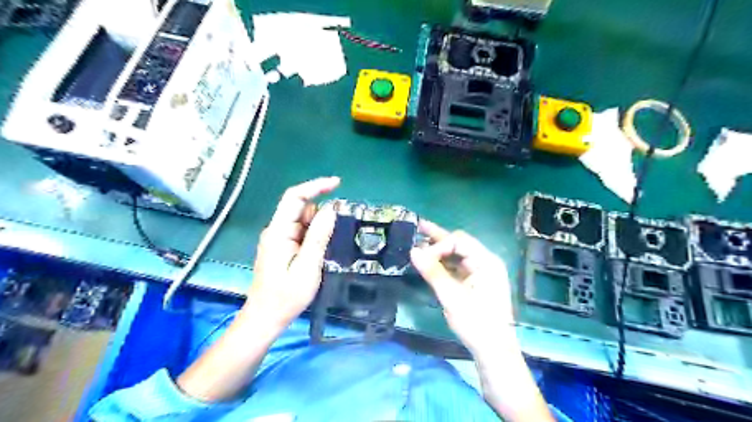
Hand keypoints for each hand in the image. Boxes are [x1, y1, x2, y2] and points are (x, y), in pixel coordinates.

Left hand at [243, 176, 340, 326]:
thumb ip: (318, 236)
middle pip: (300, 209)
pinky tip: (318, 254)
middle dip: (320, 215)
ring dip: (317, 229)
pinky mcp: (282, 247)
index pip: (294, 197)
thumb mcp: (308, 266)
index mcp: (278, 231)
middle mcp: (276, 230)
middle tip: (335, 235)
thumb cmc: (286, 296)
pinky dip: (313, 237)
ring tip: (323, 253)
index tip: (337, 183)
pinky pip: (301, 233)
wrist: (266, 317)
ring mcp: (278, 239)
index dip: (315, 186)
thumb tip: (331, 209)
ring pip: (303, 221)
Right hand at [410, 222, 517, 354]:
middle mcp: (485, 262)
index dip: (438, 245)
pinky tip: (430, 261)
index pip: (459, 241)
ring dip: (439, 250)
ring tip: (419, 240)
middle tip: (418, 226)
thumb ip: (432, 272)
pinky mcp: (475, 283)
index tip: (420, 257)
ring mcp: (481, 272)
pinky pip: (457, 267)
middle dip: (438, 237)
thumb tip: (413, 250)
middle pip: (459, 244)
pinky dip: (443, 263)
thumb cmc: (476, 323)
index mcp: (486, 261)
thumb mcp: (452, 296)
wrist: (493, 351)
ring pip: (457, 255)